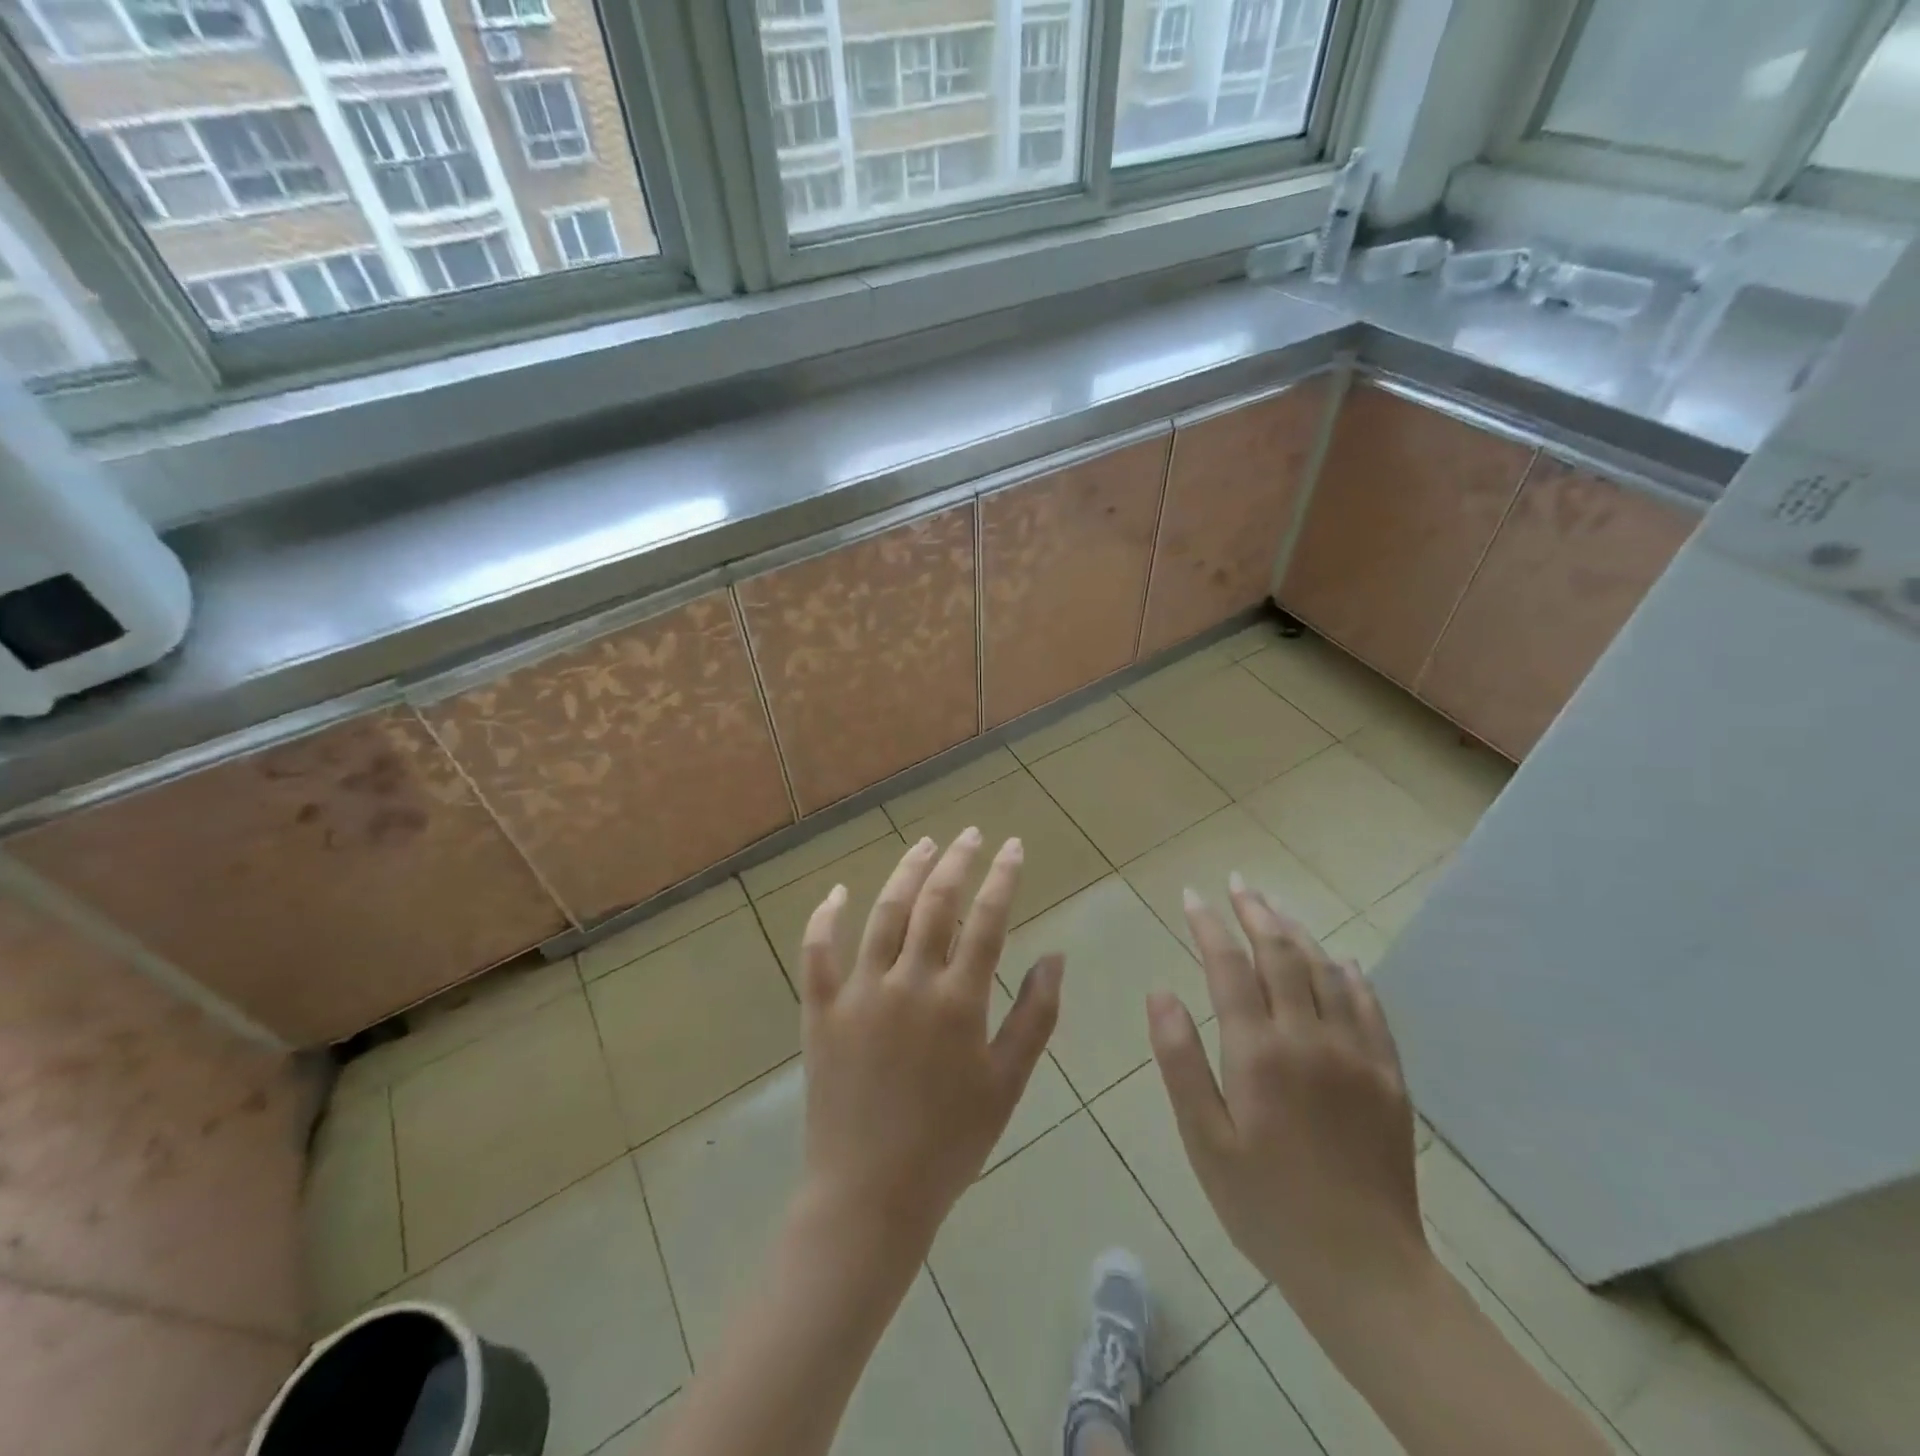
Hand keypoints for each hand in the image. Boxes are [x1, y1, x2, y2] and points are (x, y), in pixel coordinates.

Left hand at [797, 829, 1064, 1260]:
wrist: (870, 1195)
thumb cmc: (950, 1142)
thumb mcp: (1007, 1084)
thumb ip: (1035, 1015)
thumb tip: (1056, 956)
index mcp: (957, 1001)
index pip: (987, 920)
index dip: (1002, 877)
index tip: (1012, 846)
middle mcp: (907, 983)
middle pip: (935, 903)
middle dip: (957, 861)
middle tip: (971, 834)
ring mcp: (859, 993)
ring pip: (883, 914)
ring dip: (906, 872)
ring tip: (925, 845)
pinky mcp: (821, 1010)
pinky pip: (817, 953)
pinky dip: (825, 918)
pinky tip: (837, 892)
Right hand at [1147, 876, 1429, 1323]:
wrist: (1363, 1269)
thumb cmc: (1265, 1205)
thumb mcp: (1204, 1140)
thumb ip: (1179, 1061)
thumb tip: (1160, 993)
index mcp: (1258, 1053)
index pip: (1229, 968)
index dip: (1209, 926)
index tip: (1192, 897)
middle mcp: (1309, 1038)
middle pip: (1281, 954)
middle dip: (1256, 912)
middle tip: (1238, 883)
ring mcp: (1356, 1054)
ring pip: (1326, 971)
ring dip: (1298, 933)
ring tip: (1275, 909)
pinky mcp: (1388, 1076)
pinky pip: (1370, 1007)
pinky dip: (1350, 974)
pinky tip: (1340, 961)